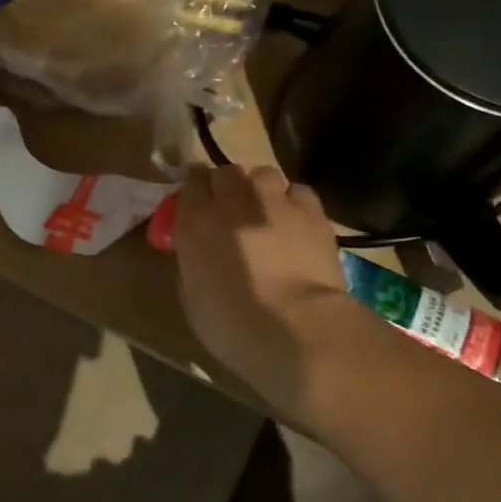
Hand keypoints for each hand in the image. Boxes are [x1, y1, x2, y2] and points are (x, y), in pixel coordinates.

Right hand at [172, 165, 351, 433]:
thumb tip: (200, 253)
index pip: (190, 183)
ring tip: (268, 212)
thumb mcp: (192, 297)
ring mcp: (272, 202)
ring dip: (261, 190)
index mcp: (195, 223)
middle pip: (226, 172)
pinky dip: (295, 203)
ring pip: (263, 174)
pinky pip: (298, 192)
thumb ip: (193, 262)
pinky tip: (298, 223)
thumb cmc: (233, 325)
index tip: (199, 206)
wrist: (295, 329)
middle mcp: (231, 202)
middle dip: (228, 186)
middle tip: (233, 211)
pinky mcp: (310, 211)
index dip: (196, 192)